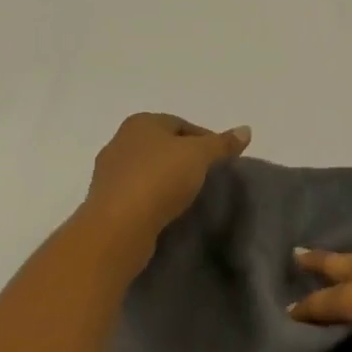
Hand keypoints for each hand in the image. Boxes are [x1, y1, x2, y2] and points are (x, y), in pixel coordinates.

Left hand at [82, 113, 249, 259]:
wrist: (116, 229)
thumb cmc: (159, 179)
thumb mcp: (199, 156)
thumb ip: (222, 143)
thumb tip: (246, 130)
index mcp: (141, 122)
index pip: (181, 124)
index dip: (205, 140)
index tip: (220, 161)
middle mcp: (121, 141)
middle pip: (163, 146)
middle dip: (184, 159)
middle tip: (206, 178)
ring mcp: (108, 173)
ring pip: (148, 171)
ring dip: (167, 181)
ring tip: (189, 198)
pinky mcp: (105, 203)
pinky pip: (137, 195)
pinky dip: (153, 200)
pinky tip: (167, 213)